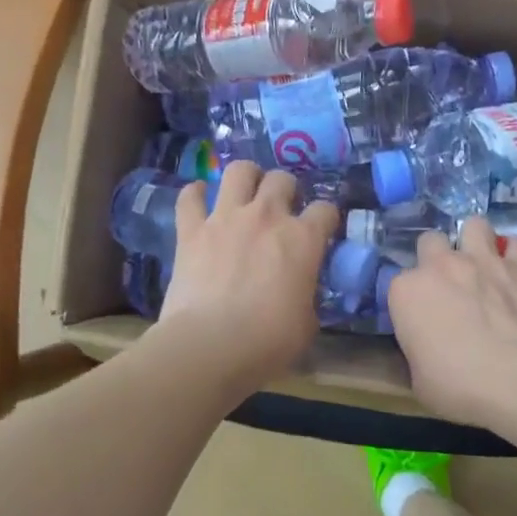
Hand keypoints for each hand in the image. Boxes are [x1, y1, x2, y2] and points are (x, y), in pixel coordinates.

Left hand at [152, 160, 338, 397]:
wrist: (210, 345)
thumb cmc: (268, 341)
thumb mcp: (306, 322)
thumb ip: (306, 295)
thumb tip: (300, 292)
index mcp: (303, 239)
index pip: (326, 210)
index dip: (326, 218)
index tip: (322, 229)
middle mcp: (267, 216)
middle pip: (282, 179)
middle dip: (286, 189)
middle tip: (282, 208)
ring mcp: (226, 218)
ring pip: (240, 171)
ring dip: (246, 177)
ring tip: (246, 190)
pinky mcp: (191, 229)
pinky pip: (190, 196)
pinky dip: (195, 194)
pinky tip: (199, 198)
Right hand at [388, 218, 516, 424]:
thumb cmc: (458, 385)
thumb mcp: (418, 381)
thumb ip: (416, 353)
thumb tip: (423, 351)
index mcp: (406, 292)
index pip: (398, 284)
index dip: (409, 301)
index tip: (419, 319)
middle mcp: (440, 265)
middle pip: (430, 241)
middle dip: (436, 258)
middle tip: (447, 286)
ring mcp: (482, 260)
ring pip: (474, 225)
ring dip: (475, 241)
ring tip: (480, 264)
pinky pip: (516, 244)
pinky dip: (514, 254)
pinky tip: (514, 269)